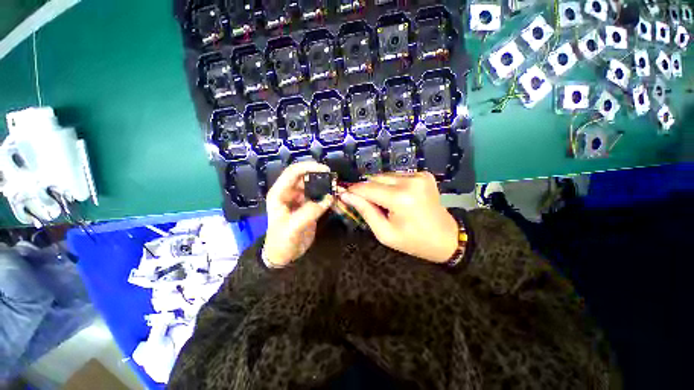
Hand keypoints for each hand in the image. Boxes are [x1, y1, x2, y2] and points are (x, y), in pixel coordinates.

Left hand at [263, 162, 333, 266]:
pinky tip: (335, 198)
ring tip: (337, 189)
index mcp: (279, 193)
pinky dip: (327, 195)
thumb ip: (310, 211)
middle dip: (320, 177)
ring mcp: (300, 199)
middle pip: (306, 177)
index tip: (325, 170)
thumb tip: (328, 198)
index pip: (293, 172)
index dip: (308, 167)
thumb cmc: (281, 242)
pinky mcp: (308, 206)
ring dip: (325, 186)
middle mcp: (289, 193)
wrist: (284, 256)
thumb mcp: (292, 227)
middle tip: (335, 181)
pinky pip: (319, 196)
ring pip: (314, 186)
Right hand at [339, 172, 458, 263]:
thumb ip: (365, 211)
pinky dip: (391, 185)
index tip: (343, 195)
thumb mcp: (385, 233)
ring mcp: (419, 175)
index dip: (353, 191)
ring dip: (379, 187)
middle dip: (366, 189)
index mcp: (401, 198)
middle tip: (365, 203)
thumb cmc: (414, 241)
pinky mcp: (424, 174)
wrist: (446, 238)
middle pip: (376, 178)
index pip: (367, 188)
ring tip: (383, 202)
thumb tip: (346, 196)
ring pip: (386, 176)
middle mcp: (410, 181)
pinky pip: (397, 176)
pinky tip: (396, 197)